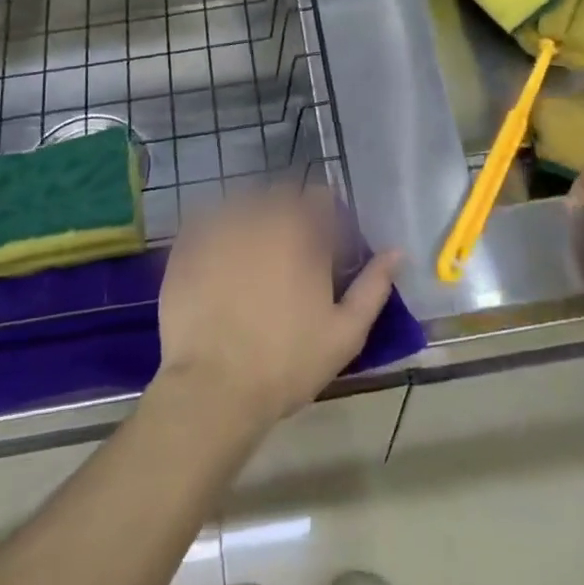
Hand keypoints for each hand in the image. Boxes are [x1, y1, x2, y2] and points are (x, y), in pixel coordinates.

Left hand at [156, 188, 398, 432]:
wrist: (213, 389)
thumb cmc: (287, 363)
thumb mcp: (345, 332)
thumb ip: (373, 286)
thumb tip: (396, 252)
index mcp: (302, 233)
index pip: (320, 198)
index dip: (327, 216)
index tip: (327, 242)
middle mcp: (261, 218)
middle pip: (280, 195)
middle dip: (290, 213)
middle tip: (290, 249)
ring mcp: (219, 228)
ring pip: (242, 202)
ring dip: (253, 216)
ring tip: (253, 250)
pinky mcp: (187, 245)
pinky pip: (205, 219)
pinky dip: (216, 228)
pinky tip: (219, 256)